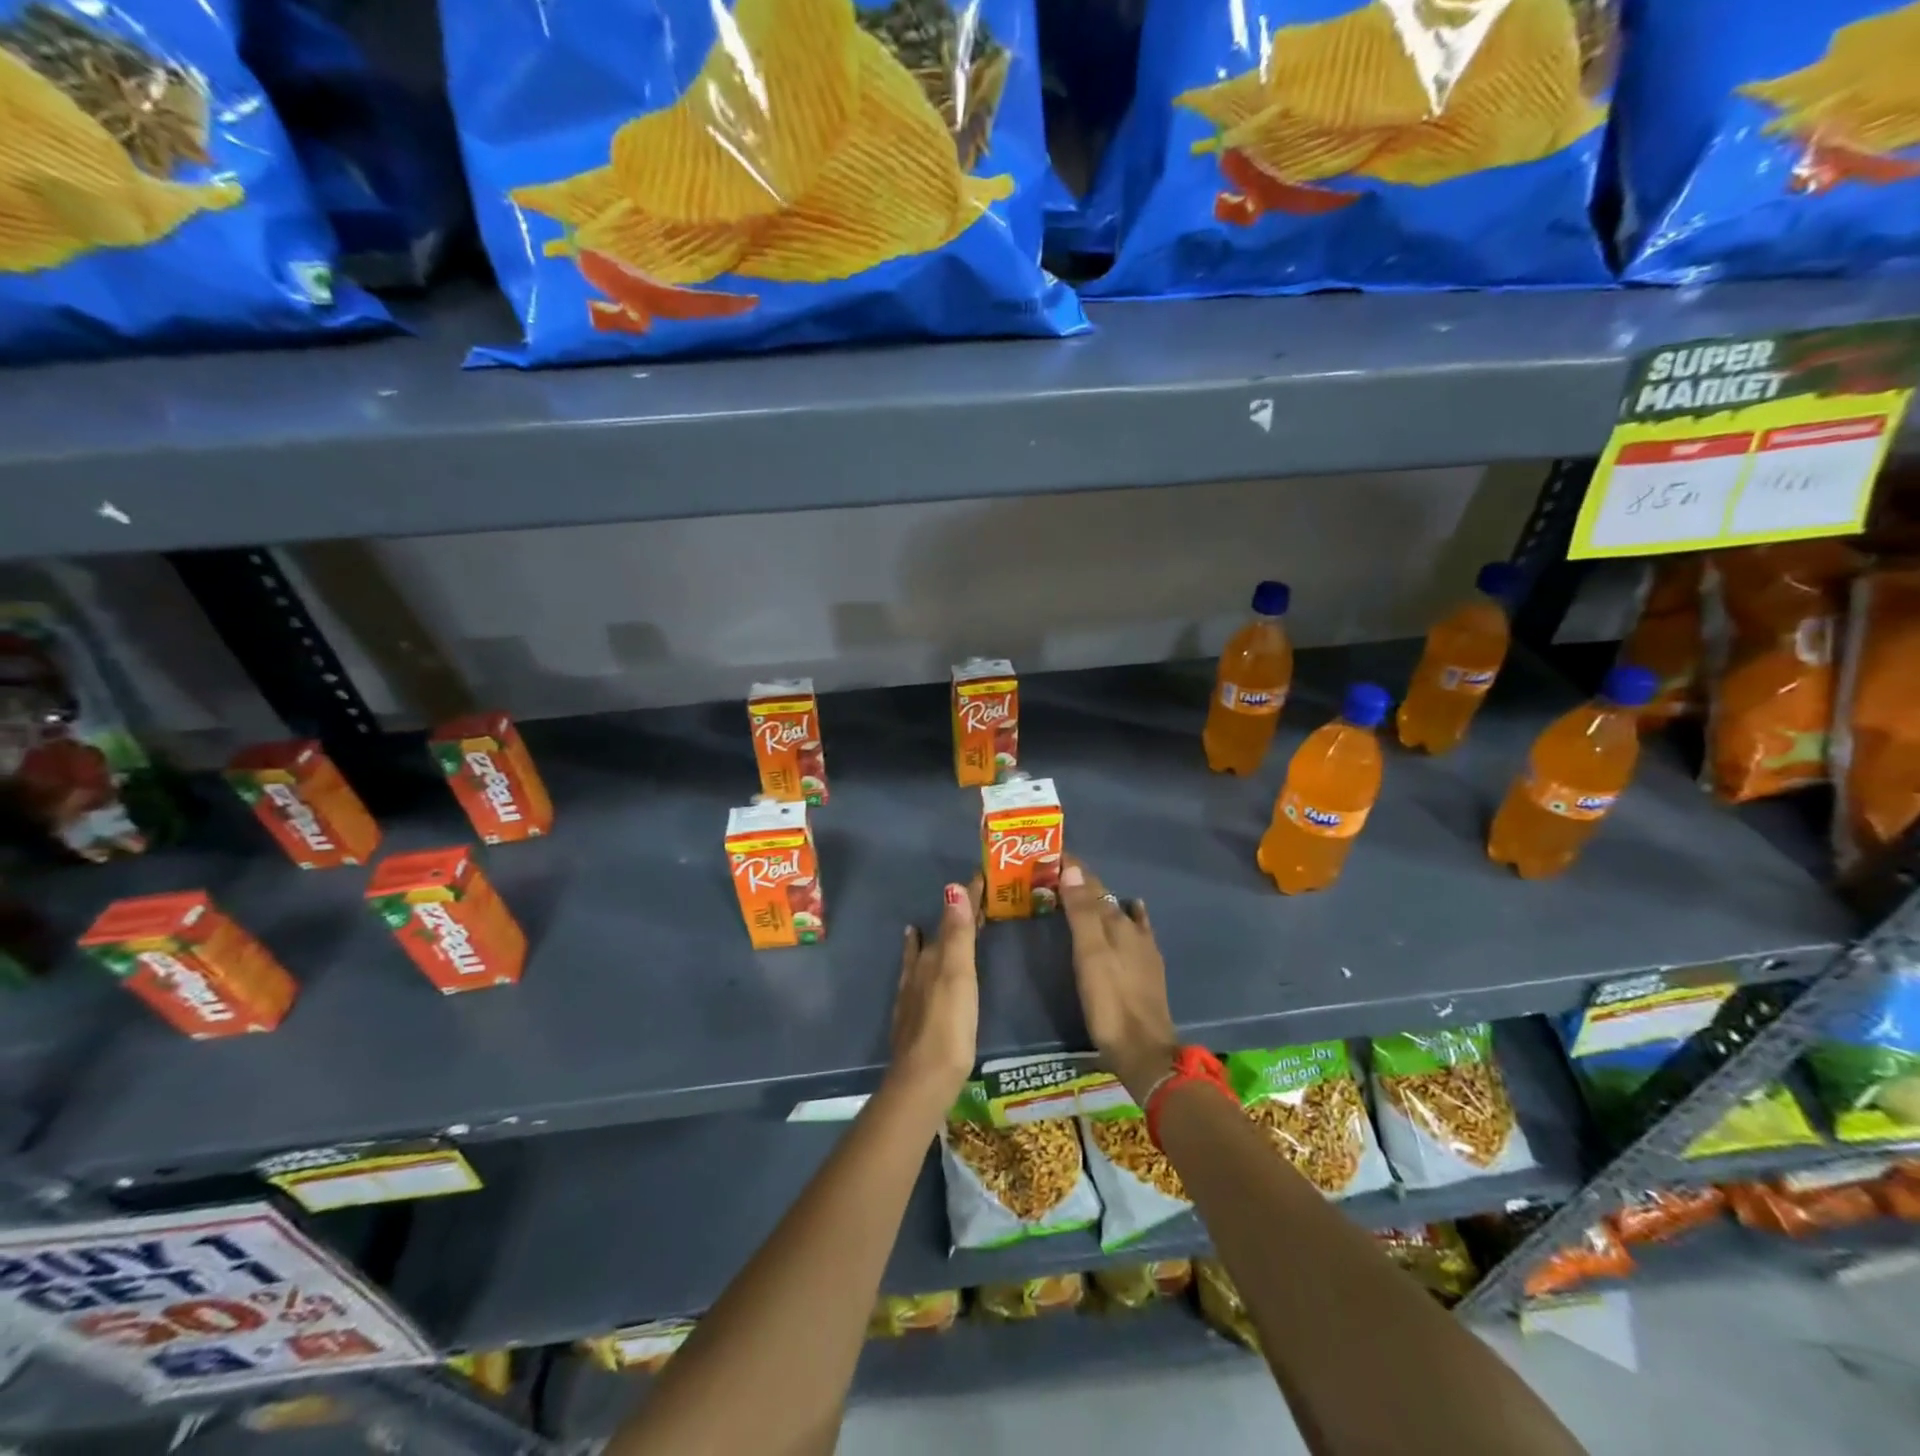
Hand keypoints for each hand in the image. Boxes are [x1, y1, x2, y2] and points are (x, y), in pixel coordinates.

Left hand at [889, 878, 982, 1113]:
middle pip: (938, 935)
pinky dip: (916, 964)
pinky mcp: (913, 1016)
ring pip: (923, 955)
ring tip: (928, 923)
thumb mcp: (958, 974)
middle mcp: (919, 970)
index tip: (980, 876)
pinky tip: (913, 968)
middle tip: (969, 897)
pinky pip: (915, 977)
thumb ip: (957, 934)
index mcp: (933, 957)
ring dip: (931, 938)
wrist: (923, 1079)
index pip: (952, 918)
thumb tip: (952, 887)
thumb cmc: (948, 1024)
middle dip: (952, 916)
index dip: (966, 898)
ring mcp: (913, 994)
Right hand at [1059, 856, 1177, 1104]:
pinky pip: (1136, 929)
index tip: (1050, 854)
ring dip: (1099, 901)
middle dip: (1082, 884)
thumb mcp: (1089, 955)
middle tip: (1054, 875)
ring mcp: (1143, 949)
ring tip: (1079, 895)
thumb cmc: (1110, 1002)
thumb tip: (1073, 868)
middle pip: (1104, 898)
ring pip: (1118, 912)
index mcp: (1116, 923)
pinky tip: (1132, 913)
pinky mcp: (1147, 968)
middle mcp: (1132, 929)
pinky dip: (1129, 916)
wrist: (1145, 1051)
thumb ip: (1081, 912)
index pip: (1092, 885)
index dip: (1073, 869)